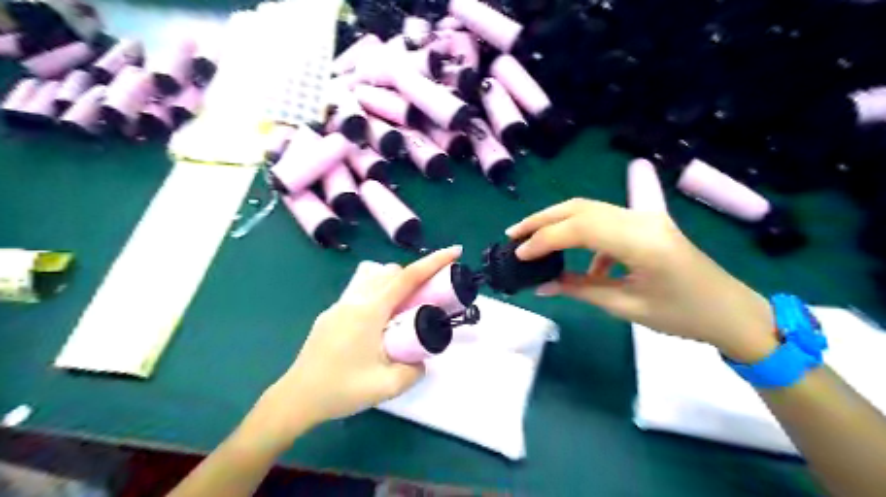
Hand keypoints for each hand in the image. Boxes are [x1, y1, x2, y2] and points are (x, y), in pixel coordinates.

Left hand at [260, 247, 460, 433]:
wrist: (296, 398)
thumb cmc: (340, 390)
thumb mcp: (387, 386)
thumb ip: (413, 370)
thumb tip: (421, 360)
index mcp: (369, 311)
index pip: (407, 278)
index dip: (433, 262)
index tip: (454, 250)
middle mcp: (355, 300)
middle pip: (391, 272)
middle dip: (416, 274)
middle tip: (431, 295)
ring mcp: (340, 305)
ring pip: (375, 278)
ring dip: (396, 283)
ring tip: (406, 308)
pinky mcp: (332, 314)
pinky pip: (362, 291)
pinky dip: (380, 293)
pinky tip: (381, 321)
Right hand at [505, 201, 777, 362]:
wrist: (731, 312)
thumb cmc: (684, 315)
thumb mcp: (626, 307)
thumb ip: (580, 290)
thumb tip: (541, 286)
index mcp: (641, 241)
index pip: (580, 228)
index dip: (545, 239)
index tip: (520, 254)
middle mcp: (641, 219)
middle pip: (581, 207)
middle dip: (543, 219)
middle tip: (514, 234)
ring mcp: (644, 217)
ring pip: (590, 209)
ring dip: (558, 221)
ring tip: (533, 239)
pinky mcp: (645, 223)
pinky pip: (605, 221)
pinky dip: (583, 236)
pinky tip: (582, 264)